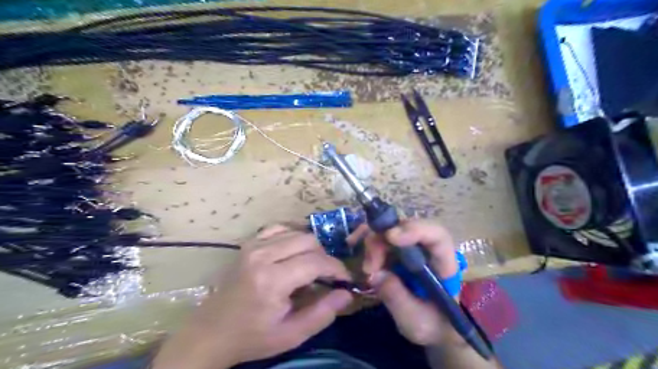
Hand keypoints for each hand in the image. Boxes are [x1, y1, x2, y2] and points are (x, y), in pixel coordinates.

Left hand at [151, 224, 351, 367]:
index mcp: (272, 279)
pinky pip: (279, 228)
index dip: (337, 268)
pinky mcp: (248, 243)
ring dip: (311, 248)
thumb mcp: (291, 335)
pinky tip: (294, 251)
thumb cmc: (252, 337)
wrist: (211, 332)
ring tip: (311, 267)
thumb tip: (347, 294)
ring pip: (297, 232)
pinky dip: (293, 236)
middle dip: (325, 257)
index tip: (345, 280)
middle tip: (327, 277)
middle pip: (309, 241)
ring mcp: (253, 245)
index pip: (316, 261)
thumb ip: (322, 313)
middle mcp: (262, 255)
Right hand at [365, 220, 457, 347]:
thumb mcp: (416, 321)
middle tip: (370, 266)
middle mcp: (427, 249)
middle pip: (406, 228)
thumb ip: (397, 298)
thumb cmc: (432, 325)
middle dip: (383, 240)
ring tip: (366, 269)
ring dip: (373, 242)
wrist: (432, 327)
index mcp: (444, 264)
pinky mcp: (397, 251)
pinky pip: (380, 236)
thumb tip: (375, 274)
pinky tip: (353, 244)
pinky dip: (367, 239)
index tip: (391, 237)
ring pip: (390, 229)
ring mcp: (411, 248)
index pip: (437, 236)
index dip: (415, 230)